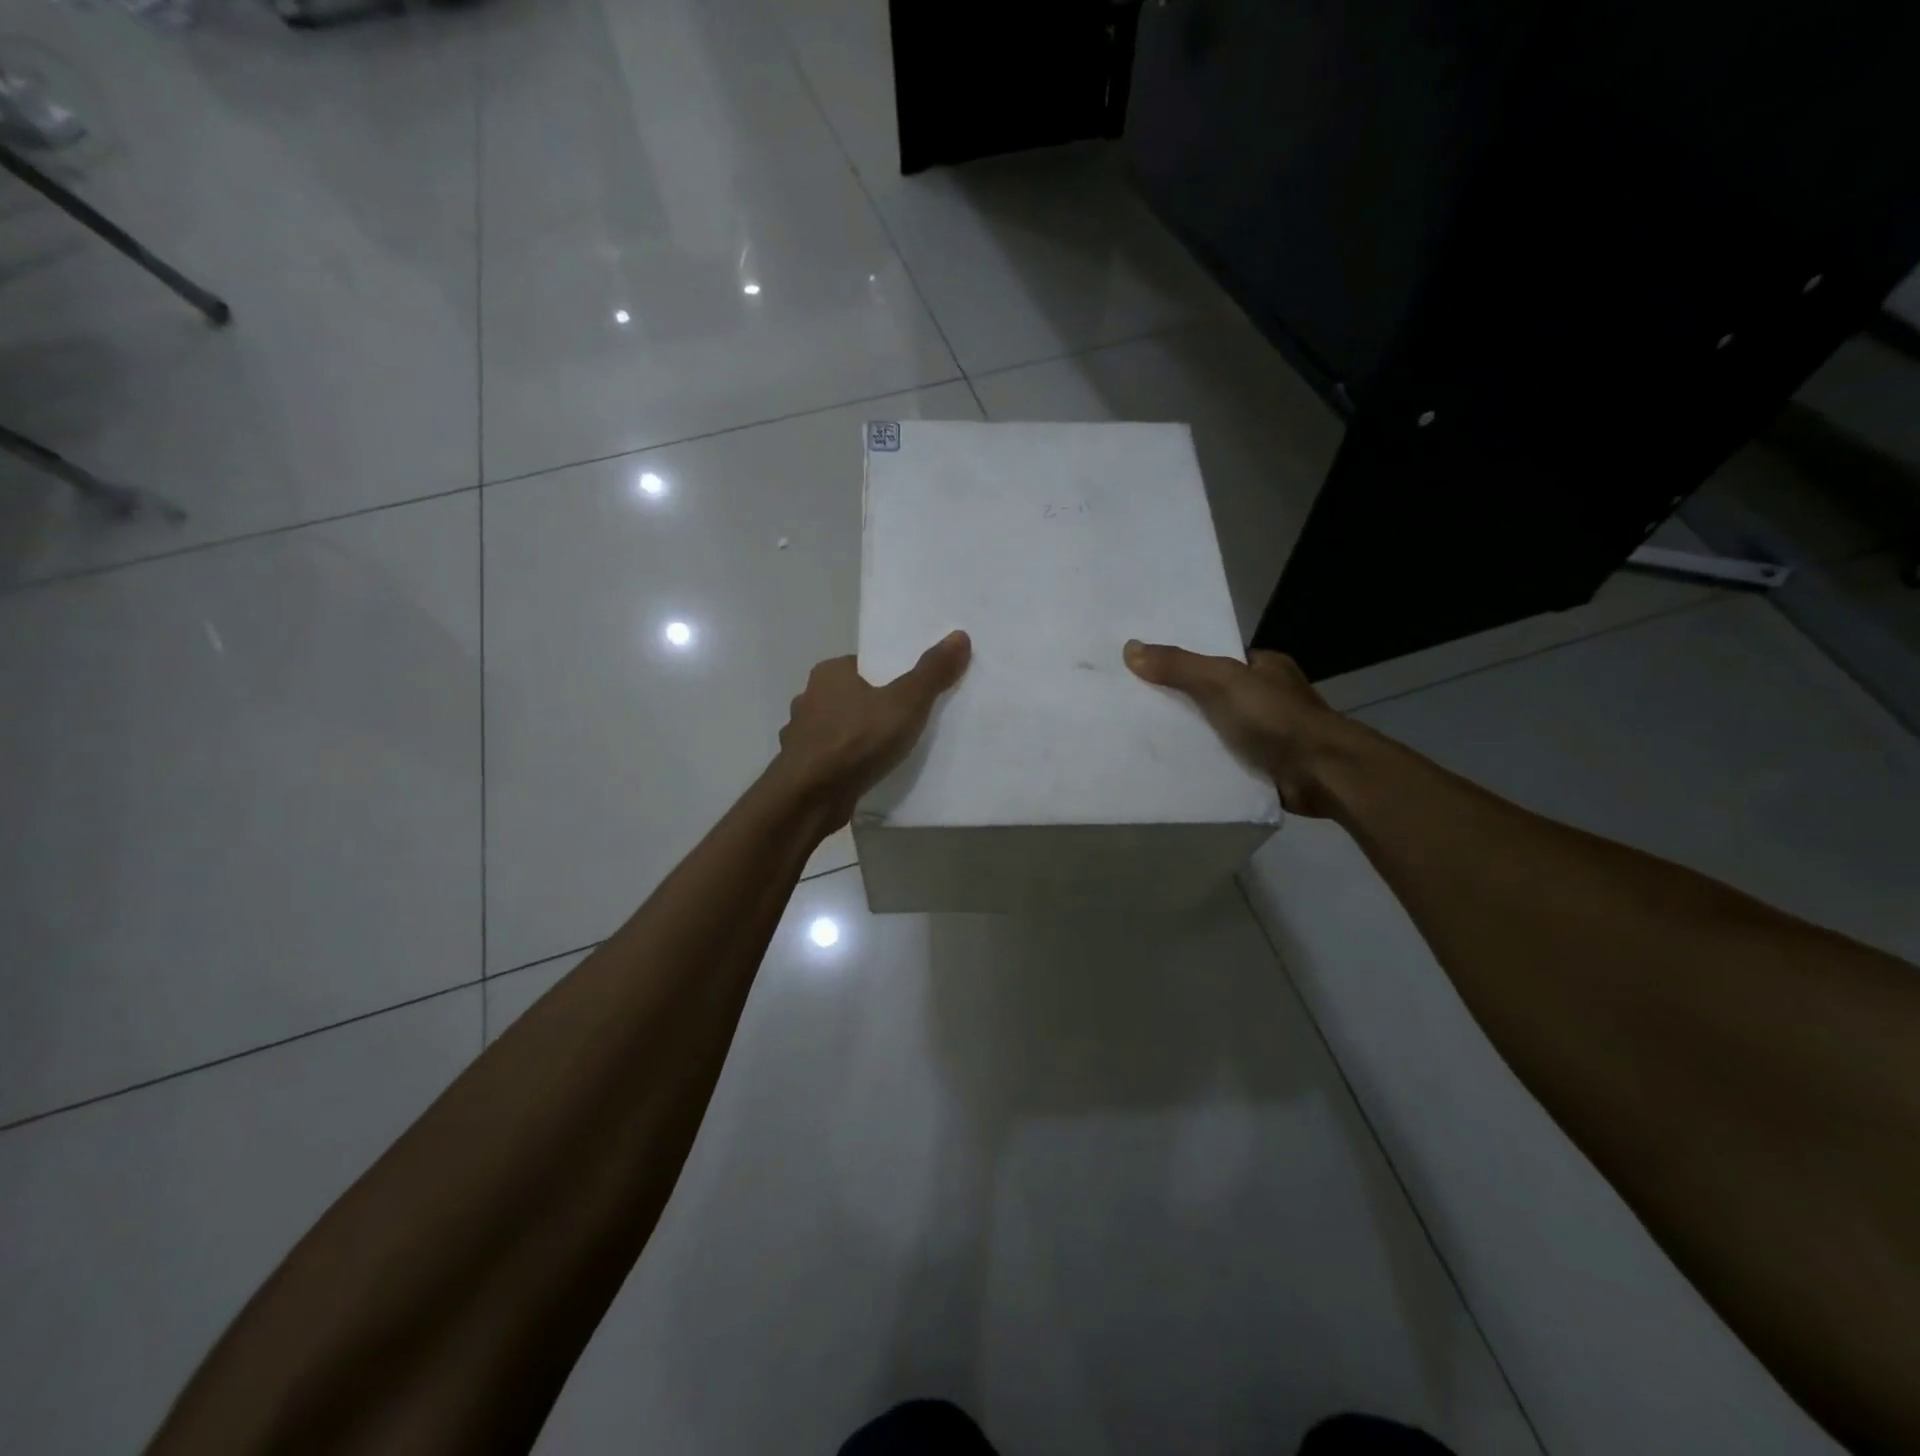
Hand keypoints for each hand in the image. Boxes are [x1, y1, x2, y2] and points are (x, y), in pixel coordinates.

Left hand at [776, 631, 971, 826]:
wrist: (810, 797)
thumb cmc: (857, 740)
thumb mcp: (906, 702)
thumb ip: (932, 672)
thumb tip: (959, 635)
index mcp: (829, 673)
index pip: (863, 665)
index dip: (888, 676)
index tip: (912, 691)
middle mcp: (808, 697)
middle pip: (851, 696)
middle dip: (873, 707)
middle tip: (908, 721)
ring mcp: (800, 734)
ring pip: (837, 728)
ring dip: (857, 736)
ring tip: (888, 750)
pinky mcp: (801, 766)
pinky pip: (830, 757)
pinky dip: (845, 762)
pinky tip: (864, 773)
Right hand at [1124, 639, 1351, 816]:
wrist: (1322, 773)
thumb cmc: (1275, 718)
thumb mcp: (1221, 682)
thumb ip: (1179, 666)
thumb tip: (1130, 648)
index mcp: (1266, 667)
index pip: (1219, 659)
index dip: (1185, 663)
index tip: (1149, 671)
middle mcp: (1270, 697)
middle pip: (1215, 695)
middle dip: (1184, 701)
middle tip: (1139, 707)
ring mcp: (1271, 733)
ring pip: (1220, 729)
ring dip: (1194, 735)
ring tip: (1146, 738)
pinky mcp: (1267, 766)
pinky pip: (1227, 759)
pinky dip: (1207, 762)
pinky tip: (1175, 767)